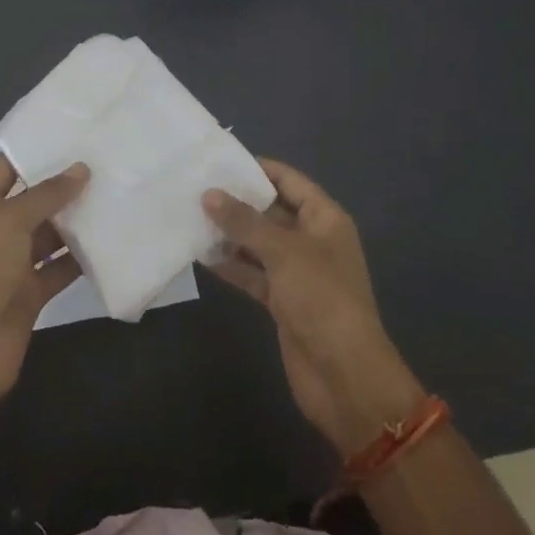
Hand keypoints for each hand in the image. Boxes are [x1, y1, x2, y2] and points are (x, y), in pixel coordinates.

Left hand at [0, 154, 86, 408]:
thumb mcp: (8, 223)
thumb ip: (46, 195)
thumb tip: (81, 169)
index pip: (5, 169)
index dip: (31, 150)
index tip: (70, 133)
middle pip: (32, 201)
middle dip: (63, 185)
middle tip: (105, 162)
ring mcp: (14, 265)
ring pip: (50, 235)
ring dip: (76, 221)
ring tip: (114, 194)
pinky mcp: (32, 294)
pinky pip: (60, 269)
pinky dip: (81, 259)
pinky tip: (111, 241)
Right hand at [204, 160, 424, 455]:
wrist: (344, 374)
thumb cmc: (321, 298)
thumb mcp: (283, 252)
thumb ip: (245, 222)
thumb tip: (209, 194)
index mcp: (325, 219)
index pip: (289, 181)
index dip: (258, 169)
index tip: (220, 160)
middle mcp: (312, 240)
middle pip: (272, 211)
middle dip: (238, 201)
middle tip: (195, 187)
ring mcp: (297, 273)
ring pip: (259, 244)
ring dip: (230, 234)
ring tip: (190, 217)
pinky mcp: (283, 301)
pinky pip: (254, 273)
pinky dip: (232, 265)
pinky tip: (201, 255)